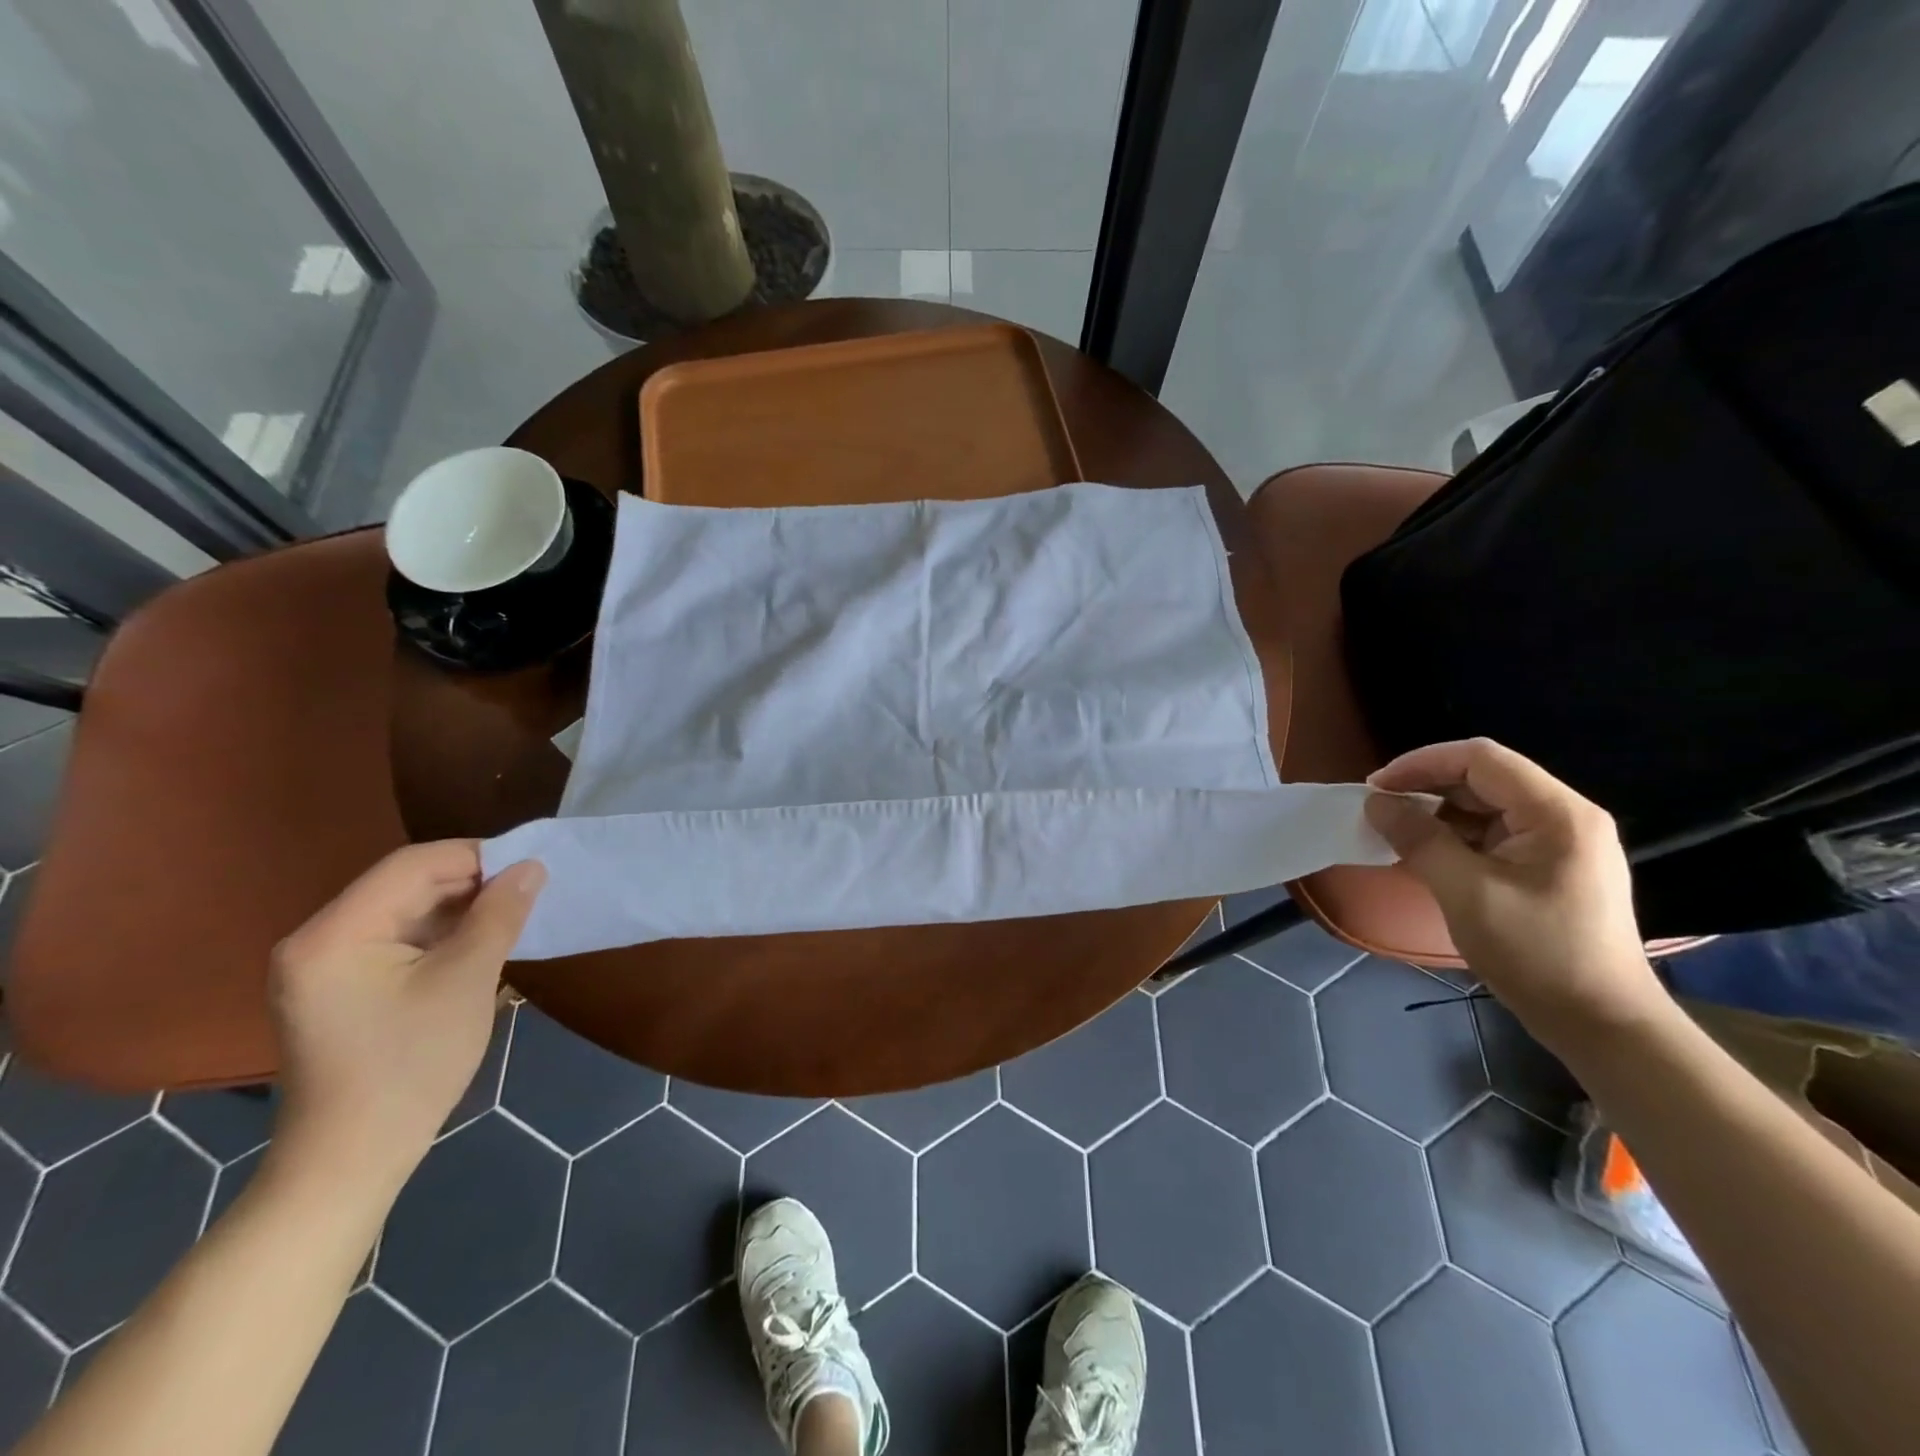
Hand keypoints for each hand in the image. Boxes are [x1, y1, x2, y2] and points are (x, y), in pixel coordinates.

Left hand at [266, 841, 544, 1188]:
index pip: (412, 865)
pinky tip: (478, 946)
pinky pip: (395, 941)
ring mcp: (322, 967)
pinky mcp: (337, 989)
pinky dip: (440, 936)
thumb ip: (499, 915)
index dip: (476, 856)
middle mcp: (317, 940)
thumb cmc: (411, 1065)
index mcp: (335, 933)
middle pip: (404, 885)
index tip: (531, 867)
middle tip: (528, 893)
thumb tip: (531, 867)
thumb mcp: (467, 981)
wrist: (352, 1160)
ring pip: (403, 912)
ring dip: (459, 909)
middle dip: (470, 883)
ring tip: (512, 917)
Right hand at [1365, 739, 1666, 1044]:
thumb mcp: (1465, 893)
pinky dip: (1454, 836)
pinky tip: (1427, 854)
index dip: (1421, 763)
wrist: (1600, 1023)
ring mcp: (1560, 842)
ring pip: (1485, 805)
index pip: (1480, 759)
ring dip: (1437, 813)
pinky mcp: (1550, 866)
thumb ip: (1418, 839)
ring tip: (1396, 833)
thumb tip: (1376, 803)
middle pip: (1483, 777)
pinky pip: (1493, 833)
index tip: (1376, 788)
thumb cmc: (1535, 953)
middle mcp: (1564, 816)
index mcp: (1556, 813)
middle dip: (1426, 787)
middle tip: (1380, 811)